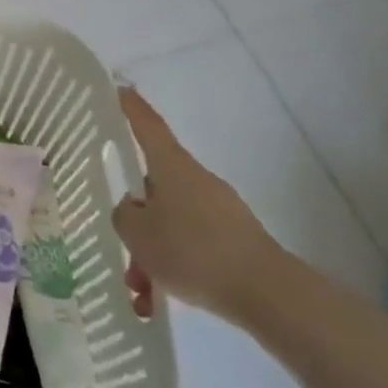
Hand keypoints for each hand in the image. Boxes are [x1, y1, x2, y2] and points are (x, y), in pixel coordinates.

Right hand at [110, 86, 283, 323]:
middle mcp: (196, 179)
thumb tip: (134, 208)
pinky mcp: (235, 239)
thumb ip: (125, 214)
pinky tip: (161, 298)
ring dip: (153, 249)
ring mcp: (220, 209)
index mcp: (172, 166)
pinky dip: (174, 266)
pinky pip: (193, 244)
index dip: (132, 108)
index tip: (120, 88)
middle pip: (156, 184)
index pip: (147, 126)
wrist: (267, 293)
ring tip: (140, 288)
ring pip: (172, 221)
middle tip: (122, 242)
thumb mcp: (138, 233)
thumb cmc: (193, 250)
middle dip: (137, 215)